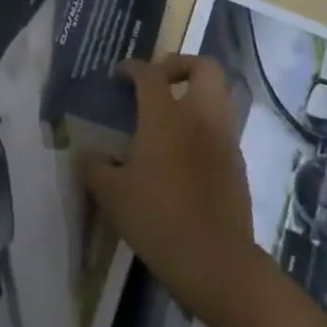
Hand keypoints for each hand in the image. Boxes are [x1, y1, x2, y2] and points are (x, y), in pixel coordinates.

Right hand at [81, 54, 259, 324]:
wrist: (216, 262)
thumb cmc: (158, 220)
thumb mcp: (112, 195)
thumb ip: (94, 167)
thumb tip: (88, 154)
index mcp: (166, 117)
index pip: (151, 74)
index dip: (133, 67)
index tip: (119, 75)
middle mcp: (200, 118)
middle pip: (205, 67)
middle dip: (181, 64)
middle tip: (158, 81)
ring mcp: (224, 140)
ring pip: (219, 95)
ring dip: (196, 93)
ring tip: (171, 114)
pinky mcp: (238, 164)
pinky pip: (223, 127)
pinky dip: (204, 125)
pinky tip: (183, 151)